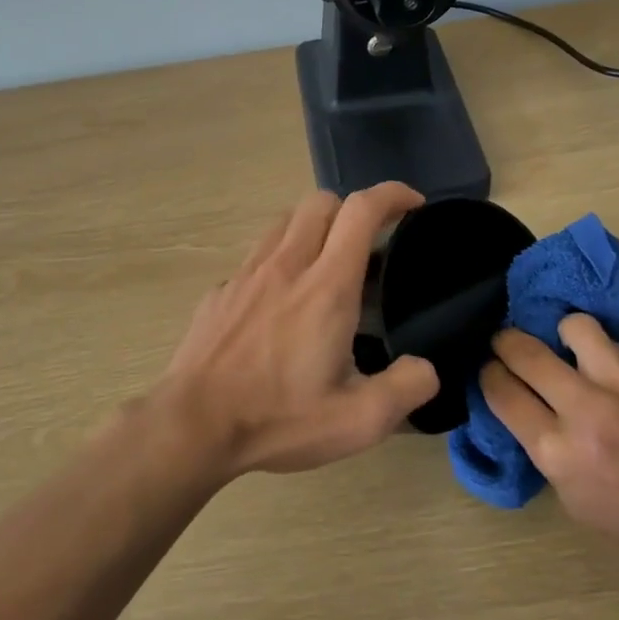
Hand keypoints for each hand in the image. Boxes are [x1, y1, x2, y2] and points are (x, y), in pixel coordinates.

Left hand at [156, 184, 439, 477]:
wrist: (193, 425)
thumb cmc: (278, 418)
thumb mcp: (358, 421)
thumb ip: (406, 388)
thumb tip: (425, 368)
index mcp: (327, 286)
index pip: (361, 210)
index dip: (392, 195)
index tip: (413, 204)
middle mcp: (286, 265)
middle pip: (321, 202)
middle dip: (353, 210)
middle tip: (371, 244)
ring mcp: (246, 274)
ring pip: (285, 221)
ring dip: (314, 228)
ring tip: (326, 265)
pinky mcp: (220, 291)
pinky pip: (257, 255)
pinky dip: (280, 260)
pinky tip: (280, 302)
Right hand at [481, 315, 618, 586]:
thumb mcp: (575, 500)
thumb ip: (547, 450)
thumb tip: (527, 410)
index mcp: (559, 451)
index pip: (501, 392)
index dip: (487, 376)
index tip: (489, 371)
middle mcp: (587, 410)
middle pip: (524, 351)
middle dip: (505, 343)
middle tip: (506, 344)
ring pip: (575, 327)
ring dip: (561, 334)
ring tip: (567, 347)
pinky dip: (609, 362)